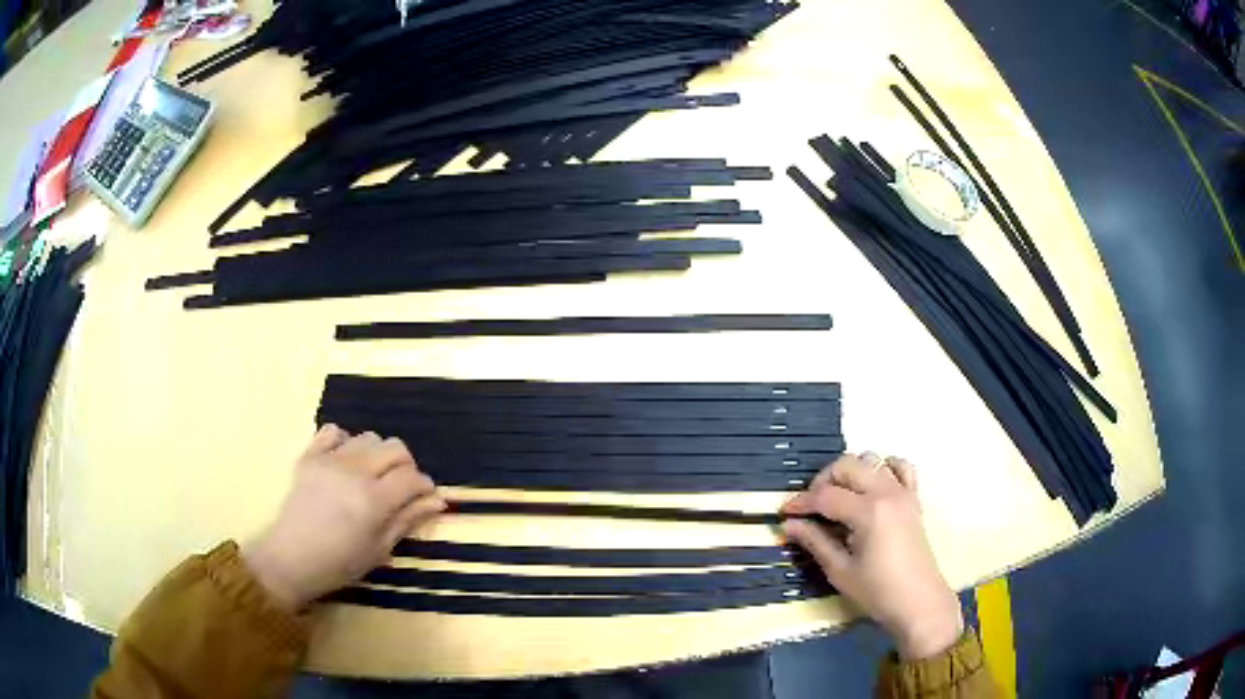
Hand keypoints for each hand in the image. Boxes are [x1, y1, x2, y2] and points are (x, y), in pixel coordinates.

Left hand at [242, 425, 445, 611]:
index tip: (424, 497)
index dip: (424, 486)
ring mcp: (330, 459)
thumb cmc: (339, 563)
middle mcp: (354, 471)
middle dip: (406, 465)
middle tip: (401, 487)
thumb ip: (407, 520)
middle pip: (395, 448)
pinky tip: (345, 461)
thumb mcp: (379, 549)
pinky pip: (333, 430)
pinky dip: (345, 441)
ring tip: (372, 476)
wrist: (291, 559)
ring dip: (378, 454)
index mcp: (374, 500)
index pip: (412, 477)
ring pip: (368, 437)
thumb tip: (437, 500)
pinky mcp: (310, 455)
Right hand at [782, 453, 962, 658]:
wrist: (919, 602)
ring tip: (839, 498)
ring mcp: (903, 492)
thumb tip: (790, 524)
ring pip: (872, 460)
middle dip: (823, 480)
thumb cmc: (877, 591)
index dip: (801, 503)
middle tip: (811, 507)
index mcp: (868, 512)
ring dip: (851, 473)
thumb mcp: (840, 571)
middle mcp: (886, 492)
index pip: (826, 496)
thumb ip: (815, 542)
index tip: (785, 513)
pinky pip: (901, 467)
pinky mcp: (913, 498)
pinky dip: (884, 469)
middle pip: (847, 465)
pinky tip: (872, 488)